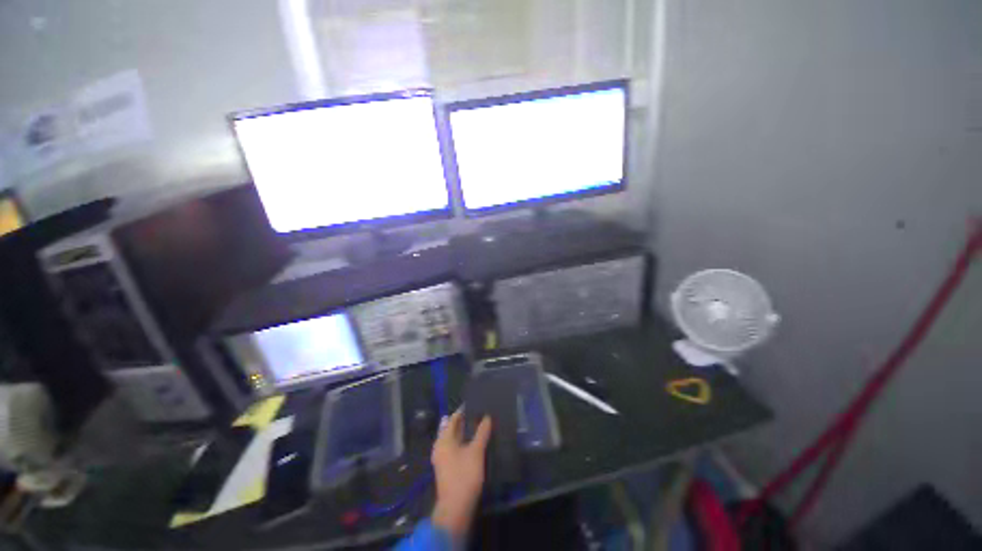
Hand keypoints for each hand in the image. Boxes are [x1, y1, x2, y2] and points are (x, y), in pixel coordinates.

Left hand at [431, 410, 491, 538]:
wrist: (455, 508)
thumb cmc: (464, 475)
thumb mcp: (476, 451)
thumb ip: (482, 432)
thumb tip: (487, 417)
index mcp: (444, 439)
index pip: (453, 418)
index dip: (464, 410)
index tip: (475, 403)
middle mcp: (440, 446)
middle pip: (452, 428)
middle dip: (465, 421)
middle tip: (480, 413)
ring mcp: (442, 458)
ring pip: (454, 439)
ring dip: (465, 432)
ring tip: (480, 425)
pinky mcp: (447, 467)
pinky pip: (455, 447)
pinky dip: (464, 442)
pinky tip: (475, 442)